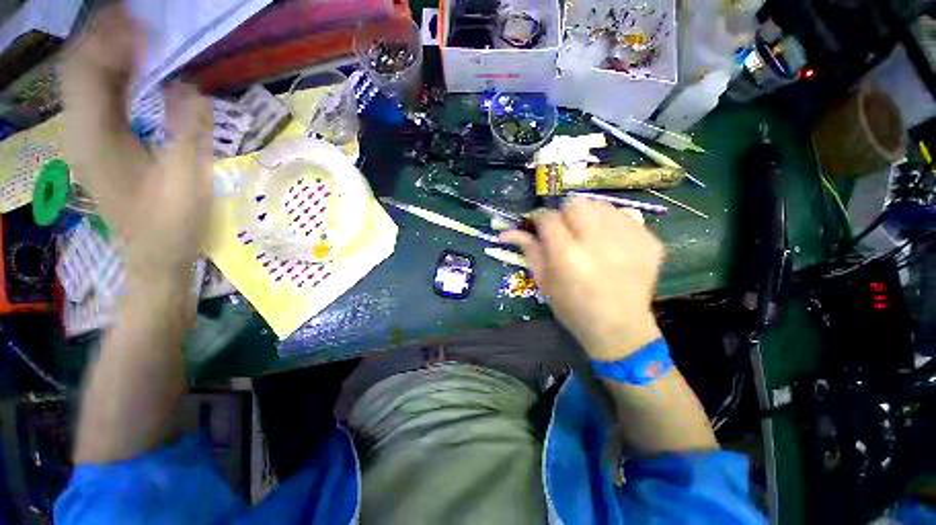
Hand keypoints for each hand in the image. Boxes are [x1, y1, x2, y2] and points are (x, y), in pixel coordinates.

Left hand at [59, 7, 212, 276]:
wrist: (155, 256)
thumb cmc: (173, 223)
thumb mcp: (187, 179)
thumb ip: (187, 130)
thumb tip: (189, 86)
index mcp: (97, 138)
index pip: (89, 71)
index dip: (111, 40)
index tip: (142, 21)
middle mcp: (81, 132)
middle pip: (78, 69)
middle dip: (103, 37)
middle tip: (136, 16)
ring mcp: (86, 139)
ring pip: (83, 80)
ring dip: (105, 52)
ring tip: (135, 33)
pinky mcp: (98, 145)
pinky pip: (95, 98)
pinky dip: (110, 75)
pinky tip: (132, 68)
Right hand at [501, 199, 663, 360]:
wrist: (619, 328)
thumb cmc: (573, 308)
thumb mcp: (544, 281)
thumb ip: (529, 250)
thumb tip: (507, 232)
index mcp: (567, 257)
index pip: (548, 218)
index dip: (540, 219)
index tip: (540, 227)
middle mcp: (598, 244)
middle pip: (576, 203)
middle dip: (566, 215)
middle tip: (567, 233)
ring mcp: (629, 241)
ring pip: (601, 205)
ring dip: (590, 217)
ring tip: (590, 237)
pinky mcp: (650, 243)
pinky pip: (625, 216)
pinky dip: (613, 225)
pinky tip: (611, 244)